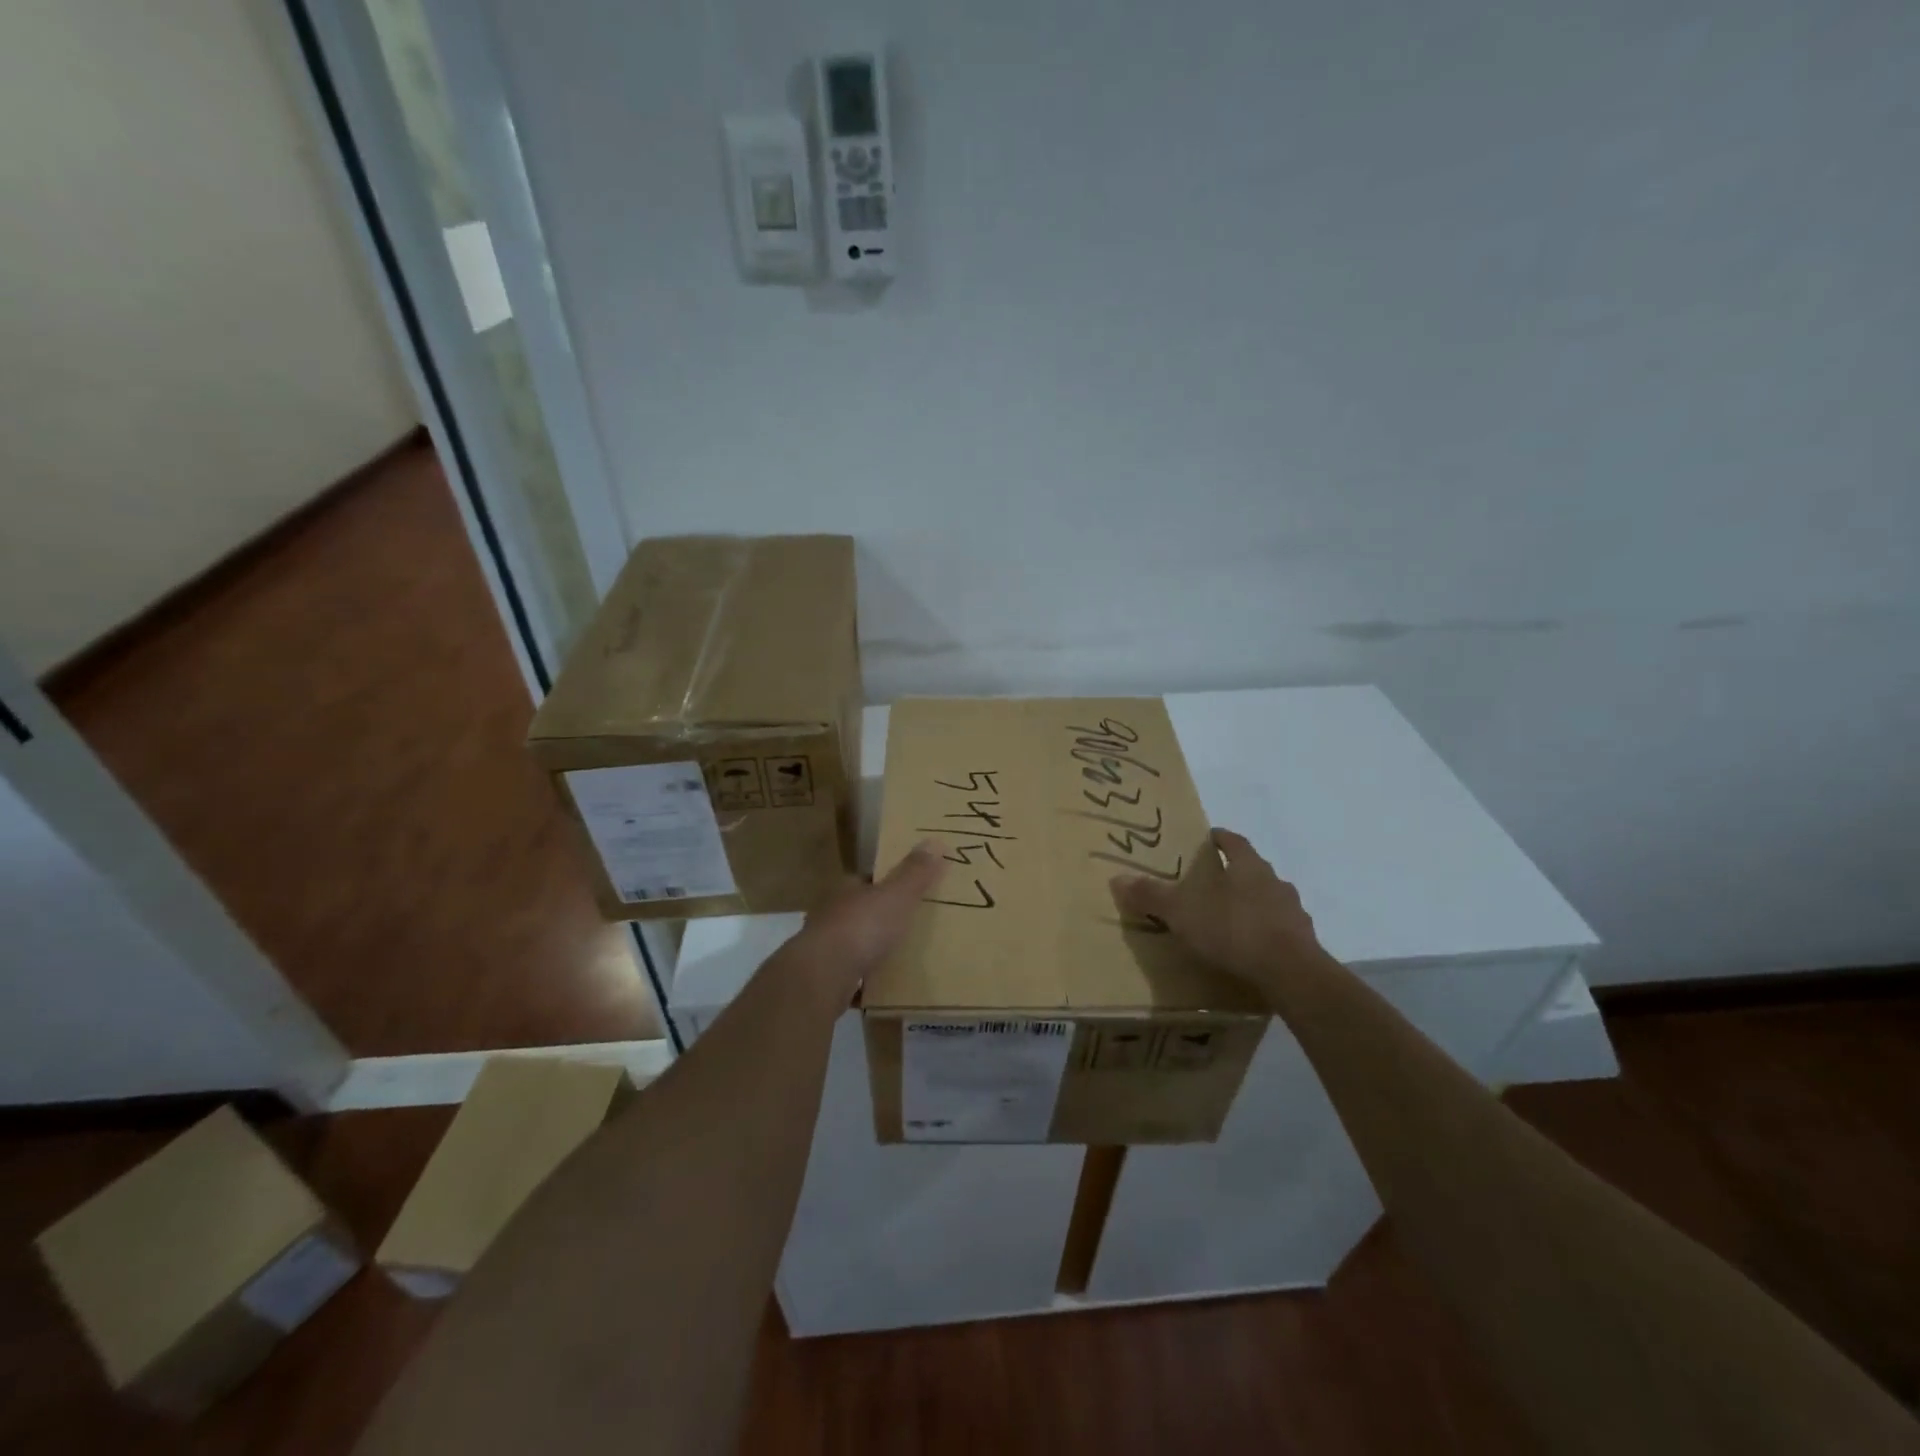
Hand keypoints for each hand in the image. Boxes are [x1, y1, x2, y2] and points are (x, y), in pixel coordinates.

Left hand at [795, 842, 943, 997]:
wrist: (823, 976)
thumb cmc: (862, 927)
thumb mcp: (897, 896)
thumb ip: (915, 873)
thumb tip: (935, 841)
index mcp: (846, 890)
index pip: (867, 880)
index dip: (887, 884)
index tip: (908, 891)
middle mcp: (831, 914)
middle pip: (860, 912)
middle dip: (880, 918)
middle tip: (910, 926)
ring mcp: (824, 948)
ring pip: (853, 944)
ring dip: (871, 950)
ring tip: (900, 957)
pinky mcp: (824, 978)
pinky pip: (850, 976)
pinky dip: (864, 980)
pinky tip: (882, 989)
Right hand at [1109, 827, 1326, 992]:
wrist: (1291, 973)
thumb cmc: (1233, 929)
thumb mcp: (1182, 912)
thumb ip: (1152, 895)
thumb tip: (1117, 878)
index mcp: (1248, 866)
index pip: (1234, 842)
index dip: (1221, 838)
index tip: (1210, 838)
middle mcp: (1275, 882)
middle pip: (1254, 870)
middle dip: (1235, 874)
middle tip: (1214, 883)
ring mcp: (1294, 913)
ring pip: (1270, 900)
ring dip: (1253, 905)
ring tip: (1231, 920)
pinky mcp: (1305, 943)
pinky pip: (1281, 931)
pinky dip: (1267, 934)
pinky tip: (1252, 950)